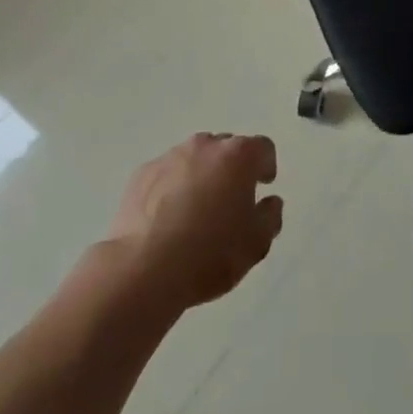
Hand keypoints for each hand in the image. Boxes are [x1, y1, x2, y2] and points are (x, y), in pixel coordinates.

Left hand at [106, 134, 283, 309]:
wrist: (144, 268)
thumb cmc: (210, 253)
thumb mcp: (256, 243)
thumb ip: (270, 216)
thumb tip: (270, 202)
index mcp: (238, 156)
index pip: (262, 148)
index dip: (266, 165)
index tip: (262, 185)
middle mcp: (205, 145)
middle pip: (226, 148)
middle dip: (232, 169)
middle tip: (230, 201)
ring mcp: (170, 156)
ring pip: (194, 159)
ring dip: (201, 176)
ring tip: (196, 211)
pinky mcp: (142, 173)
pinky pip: (166, 174)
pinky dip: (172, 187)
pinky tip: (167, 218)